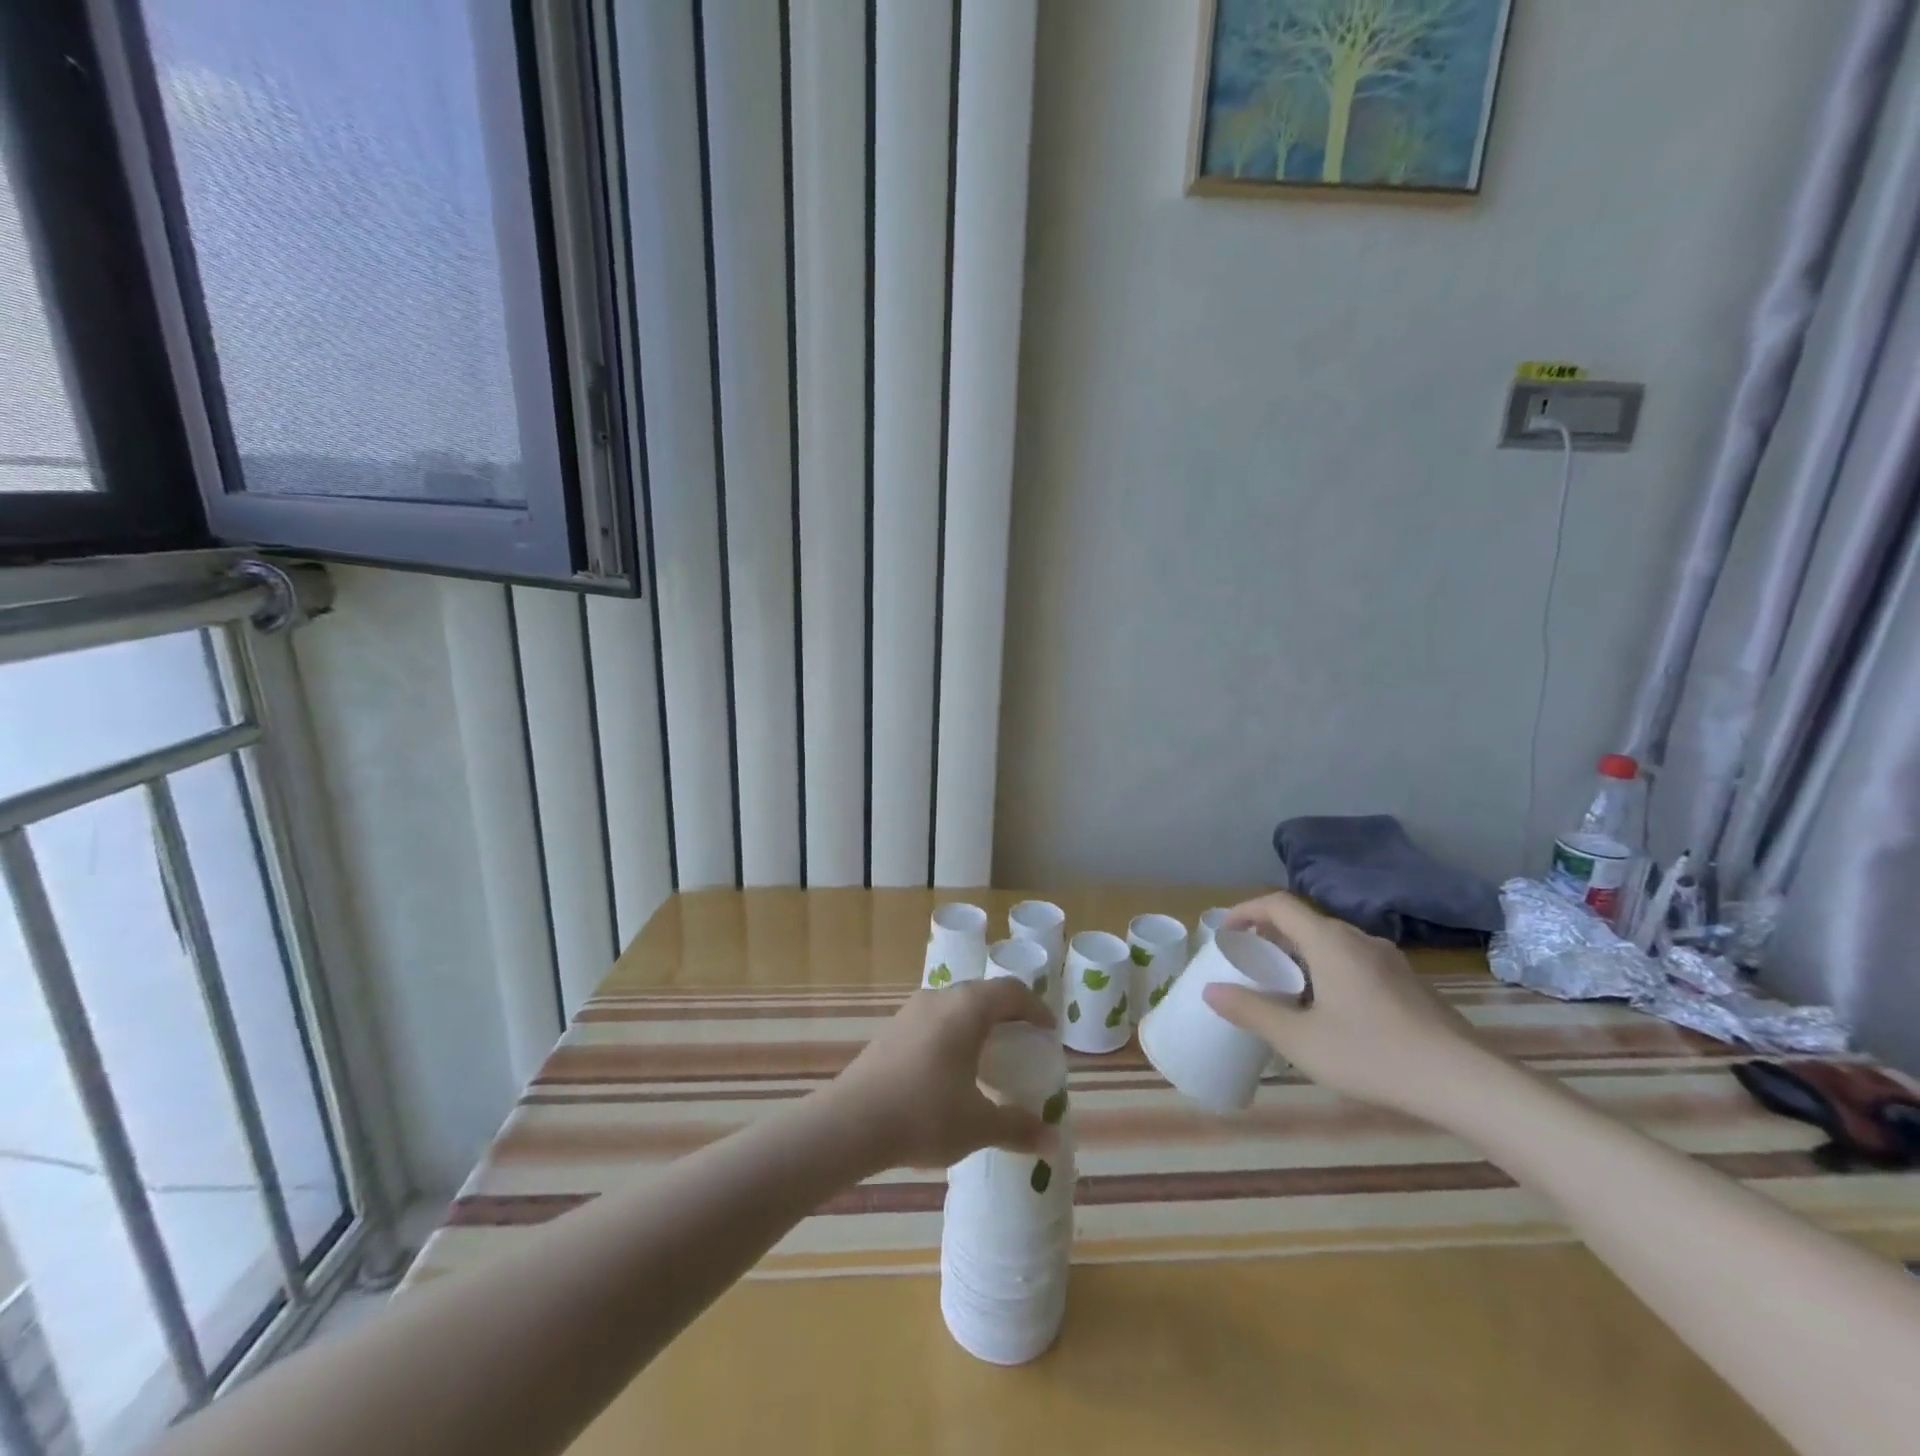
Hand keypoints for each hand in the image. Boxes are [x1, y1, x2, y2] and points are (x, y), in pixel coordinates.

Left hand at [818, 979, 1057, 1170]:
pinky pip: (934, 1019)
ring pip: (956, 1005)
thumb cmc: (924, 1114)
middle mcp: (940, 998)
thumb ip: (1018, 1128)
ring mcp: (911, 1011)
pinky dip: (953, 1033)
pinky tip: (952, 1069)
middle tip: (1023, 1042)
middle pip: (983, 993)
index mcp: (967, 1009)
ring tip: (990, 1056)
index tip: (1048, 1032)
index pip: (1011, 991)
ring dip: (978, 1023)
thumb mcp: (978, 1125)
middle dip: (1008, 1014)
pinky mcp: (892, 1029)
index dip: (1035, 1008)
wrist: (850, 1123)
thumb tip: (1052, 1142)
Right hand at [1202, 891, 1490, 1114]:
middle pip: (1304, 922)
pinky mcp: (1409, 984)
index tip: (1225, 933)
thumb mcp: (1300, 1040)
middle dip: (1270, 936)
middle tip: (1250, 964)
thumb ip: (1252, 1011)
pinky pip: (1355, 962)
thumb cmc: (1373, 1055)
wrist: (1466, 1083)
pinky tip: (1331, 1012)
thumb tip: (1211, 991)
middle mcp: (1358, 940)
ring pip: (1331, 943)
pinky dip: (1328, 971)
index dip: (1245, 910)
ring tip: (1285, 989)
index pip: (1277, 904)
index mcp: (1329, 942)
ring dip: (1300, 955)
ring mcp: (1389, 961)